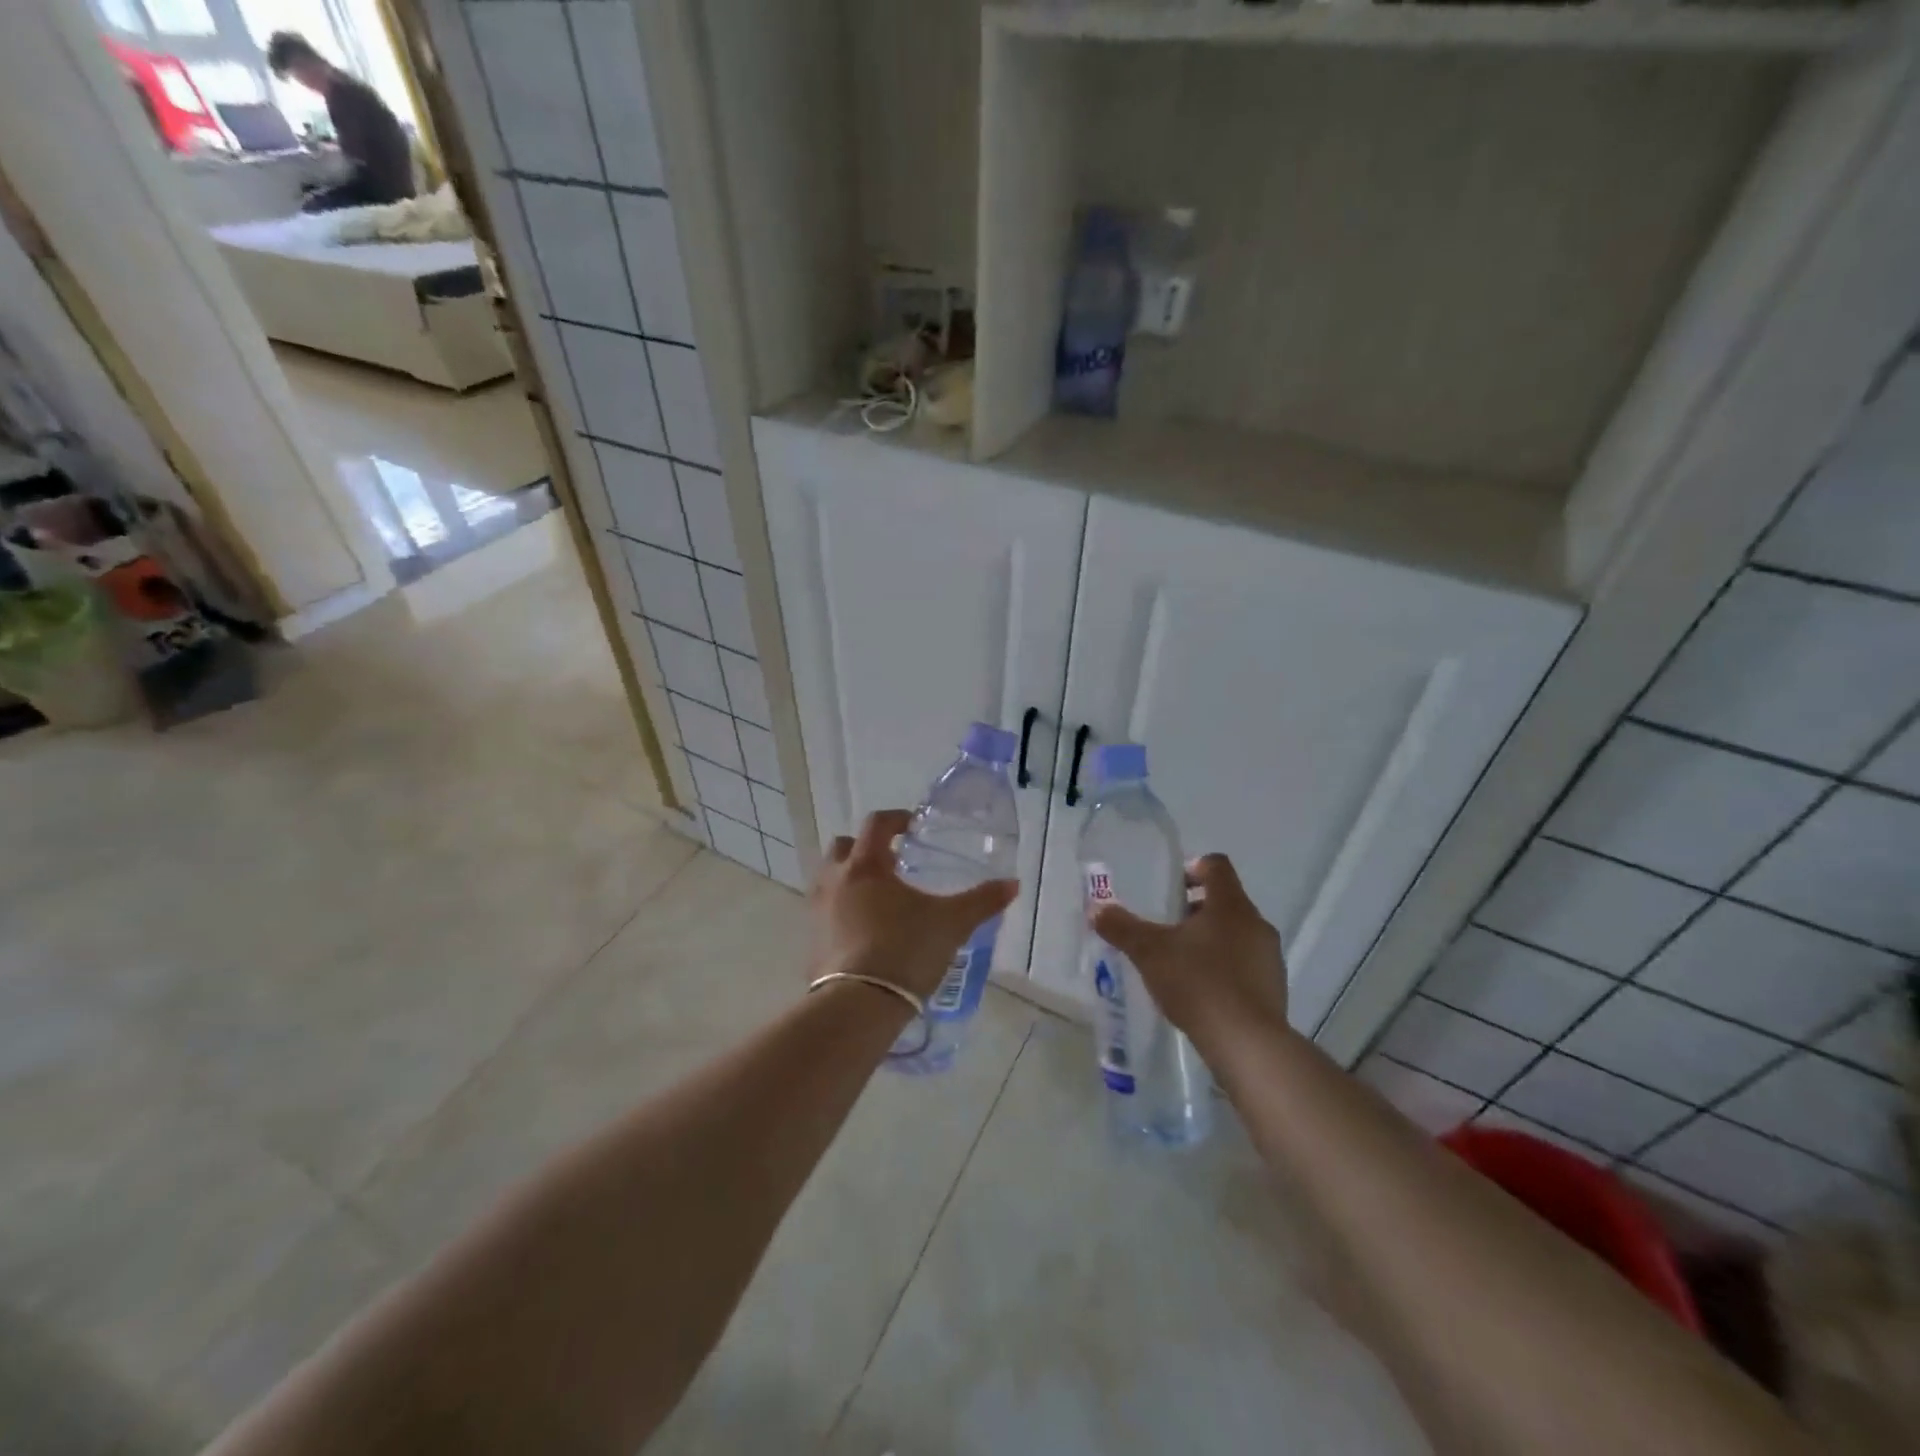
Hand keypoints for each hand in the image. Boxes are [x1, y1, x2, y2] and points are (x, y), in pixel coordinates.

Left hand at [813, 810, 1017, 1000]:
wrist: (859, 1005)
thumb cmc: (906, 950)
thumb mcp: (952, 924)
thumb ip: (982, 901)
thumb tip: (1013, 884)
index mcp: (866, 866)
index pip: (877, 824)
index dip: (896, 819)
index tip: (912, 827)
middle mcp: (835, 880)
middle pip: (843, 847)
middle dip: (865, 848)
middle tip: (892, 864)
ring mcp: (817, 911)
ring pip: (829, 880)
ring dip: (850, 879)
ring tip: (879, 899)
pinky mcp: (811, 941)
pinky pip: (824, 914)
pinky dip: (841, 912)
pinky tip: (865, 933)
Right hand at [1088, 854, 1288, 1046]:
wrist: (1247, 1044)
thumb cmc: (1198, 982)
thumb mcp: (1149, 952)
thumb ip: (1122, 928)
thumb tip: (1097, 909)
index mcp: (1230, 904)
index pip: (1217, 866)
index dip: (1193, 868)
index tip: (1171, 886)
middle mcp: (1256, 923)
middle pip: (1226, 901)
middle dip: (1196, 909)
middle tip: (1166, 927)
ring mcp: (1270, 957)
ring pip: (1237, 934)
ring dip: (1211, 939)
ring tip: (1180, 962)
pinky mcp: (1274, 989)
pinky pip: (1246, 965)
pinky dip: (1224, 968)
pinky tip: (1201, 991)